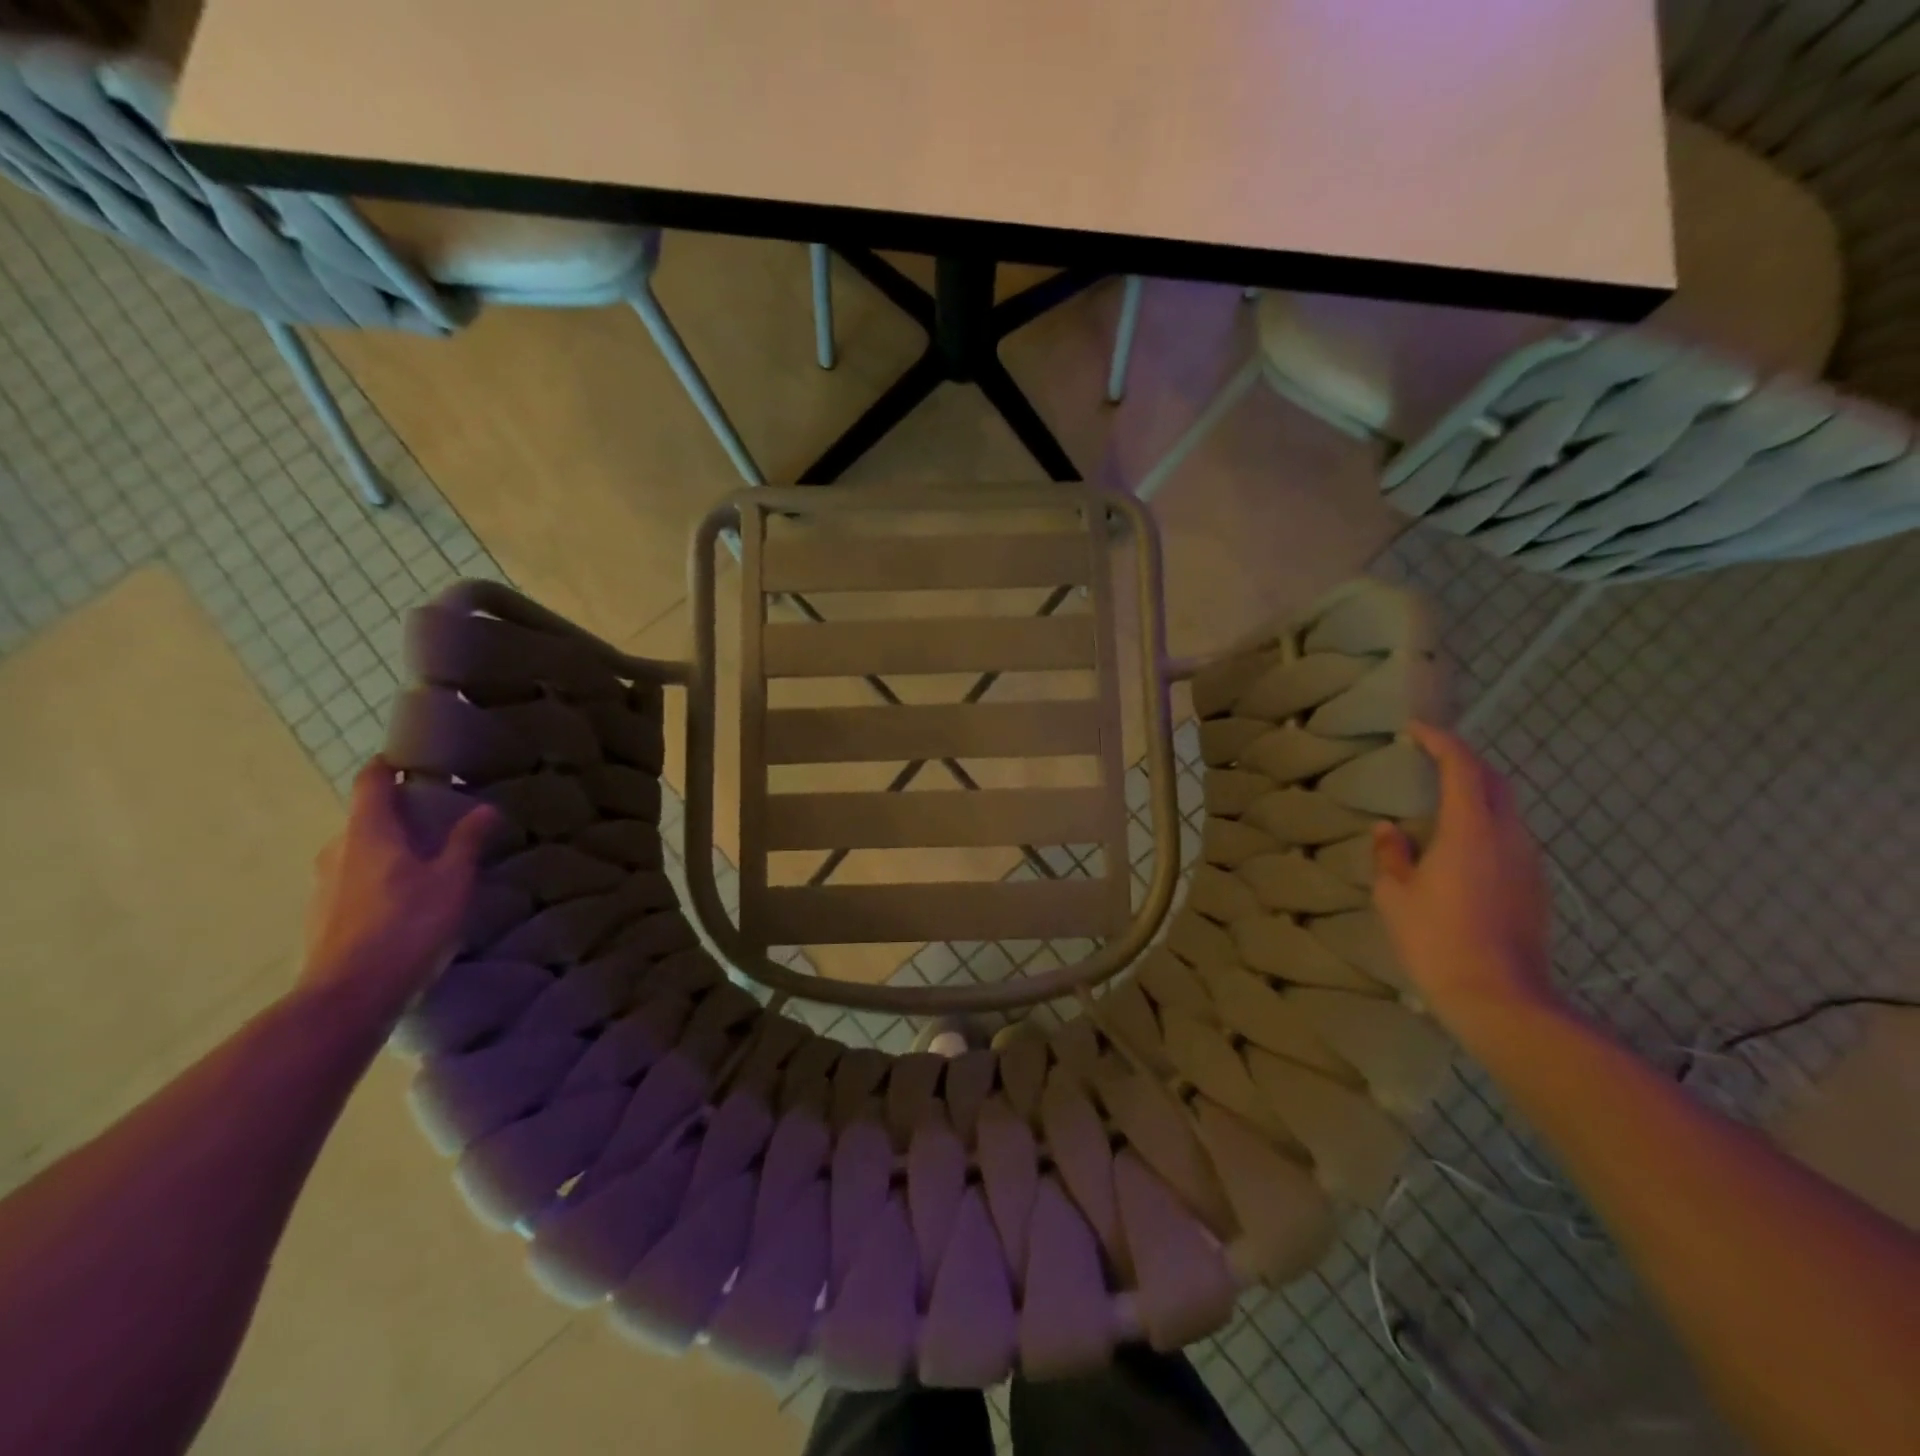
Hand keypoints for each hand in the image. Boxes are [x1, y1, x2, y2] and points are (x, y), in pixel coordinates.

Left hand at [300, 757, 495, 1020]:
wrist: (349, 996)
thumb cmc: (407, 925)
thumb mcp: (452, 880)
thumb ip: (467, 841)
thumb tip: (485, 808)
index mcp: (368, 832)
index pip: (371, 782)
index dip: (389, 767)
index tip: (412, 762)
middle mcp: (338, 850)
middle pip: (365, 818)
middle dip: (398, 814)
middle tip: (437, 820)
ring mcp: (324, 886)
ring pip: (359, 852)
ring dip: (388, 850)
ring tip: (426, 863)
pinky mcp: (323, 917)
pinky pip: (353, 882)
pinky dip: (378, 879)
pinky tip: (405, 902)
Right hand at [1371, 722, 1558, 1034]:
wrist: (1501, 999)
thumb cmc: (1436, 941)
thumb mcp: (1395, 897)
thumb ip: (1390, 855)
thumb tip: (1388, 830)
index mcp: (1471, 830)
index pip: (1462, 767)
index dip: (1440, 741)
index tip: (1415, 730)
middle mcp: (1508, 836)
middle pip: (1494, 781)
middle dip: (1464, 760)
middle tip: (1430, 758)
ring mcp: (1529, 862)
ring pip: (1507, 809)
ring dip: (1477, 792)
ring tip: (1442, 799)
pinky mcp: (1536, 887)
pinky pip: (1510, 837)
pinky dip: (1486, 822)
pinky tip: (1461, 844)